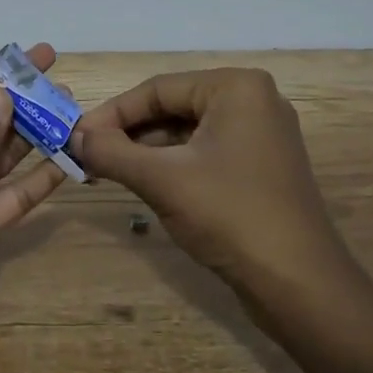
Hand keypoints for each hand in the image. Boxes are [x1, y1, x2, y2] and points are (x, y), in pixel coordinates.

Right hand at [69, 68, 348, 291]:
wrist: (299, 285)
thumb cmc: (230, 215)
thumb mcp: (161, 180)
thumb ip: (111, 152)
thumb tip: (73, 137)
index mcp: (236, 87)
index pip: (157, 89)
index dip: (112, 113)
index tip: (76, 137)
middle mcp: (253, 100)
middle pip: (173, 107)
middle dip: (129, 133)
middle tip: (88, 156)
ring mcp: (261, 134)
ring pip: (187, 132)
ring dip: (147, 151)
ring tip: (108, 172)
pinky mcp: (261, 166)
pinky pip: (205, 152)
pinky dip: (173, 165)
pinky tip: (145, 183)